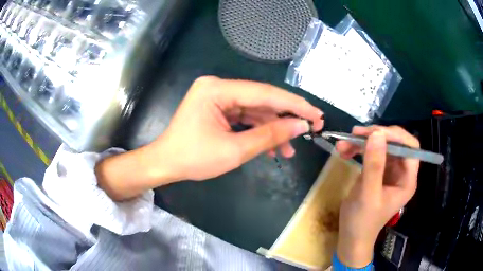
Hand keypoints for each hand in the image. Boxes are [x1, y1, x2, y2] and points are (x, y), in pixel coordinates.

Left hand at [96, 76, 323, 199]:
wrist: (166, 164)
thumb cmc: (193, 159)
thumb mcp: (234, 150)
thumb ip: (270, 135)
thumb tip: (300, 126)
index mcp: (217, 89)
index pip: (265, 93)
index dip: (294, 105)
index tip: (316, 114)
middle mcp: (218, 86)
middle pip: (261, 100)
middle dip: (287, 117)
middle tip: (311, 127)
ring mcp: (218, 97)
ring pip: (256, 110)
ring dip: (274, 129)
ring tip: (291, 148)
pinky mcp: (219, 108)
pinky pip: (245, 117)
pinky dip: (259, 131)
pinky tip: (273, 147)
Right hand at [335, 126, 419, 267]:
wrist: (351, 236)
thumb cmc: (362, 221)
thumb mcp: (368, 194)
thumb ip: (374, 165)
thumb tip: (376, 133)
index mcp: (407, 179)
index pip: (410, 148)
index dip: (396, 136)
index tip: (375, 133)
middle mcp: (401, 172)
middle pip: (395, 143)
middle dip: (376, 136)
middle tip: (355, 134)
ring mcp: (390, 171)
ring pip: (381, 145)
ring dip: (363, 142)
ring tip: (343, 144)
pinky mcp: (378, 171)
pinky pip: (371, 153)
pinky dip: (358, 149)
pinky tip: (344, 151)